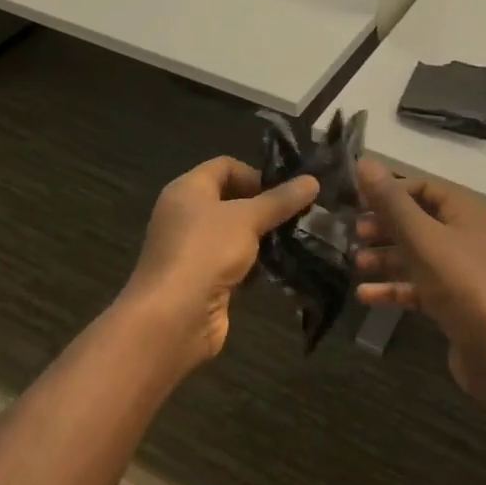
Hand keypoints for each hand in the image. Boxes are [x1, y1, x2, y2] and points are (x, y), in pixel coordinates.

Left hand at [121, 156, 318, 365]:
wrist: (173, 318)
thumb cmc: (206, 252)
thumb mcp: (248, 219)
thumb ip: (280, 200)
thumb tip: (312, 181)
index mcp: (187, 190)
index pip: (224, 166)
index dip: (255, 174)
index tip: (285, 191)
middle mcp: (186, 215)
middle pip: (230, 200)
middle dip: (264, 207)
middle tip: (298, 215)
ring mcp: (192, 249)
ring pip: (234, 234)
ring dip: (262, 238)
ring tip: (295, 241)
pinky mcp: (202, 279)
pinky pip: (232, 262)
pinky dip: (253, 264)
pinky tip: (277, 270)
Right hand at [354, 158, 485, 396]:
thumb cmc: (463, 284)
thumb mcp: (421, 237)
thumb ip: (391, 202)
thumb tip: (365, 161)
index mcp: (465, 211)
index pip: (423, 187)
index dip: (390, 191)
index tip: (357, 201)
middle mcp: (466, 236)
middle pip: (418, 221)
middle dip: (384, 226)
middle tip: (353, 234)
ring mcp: (462, 273)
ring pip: (416, 256)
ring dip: (385, 258)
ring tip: (354, 264)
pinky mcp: (455, 304)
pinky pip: (419, 288)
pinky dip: (394, 289)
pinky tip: (365, 296)